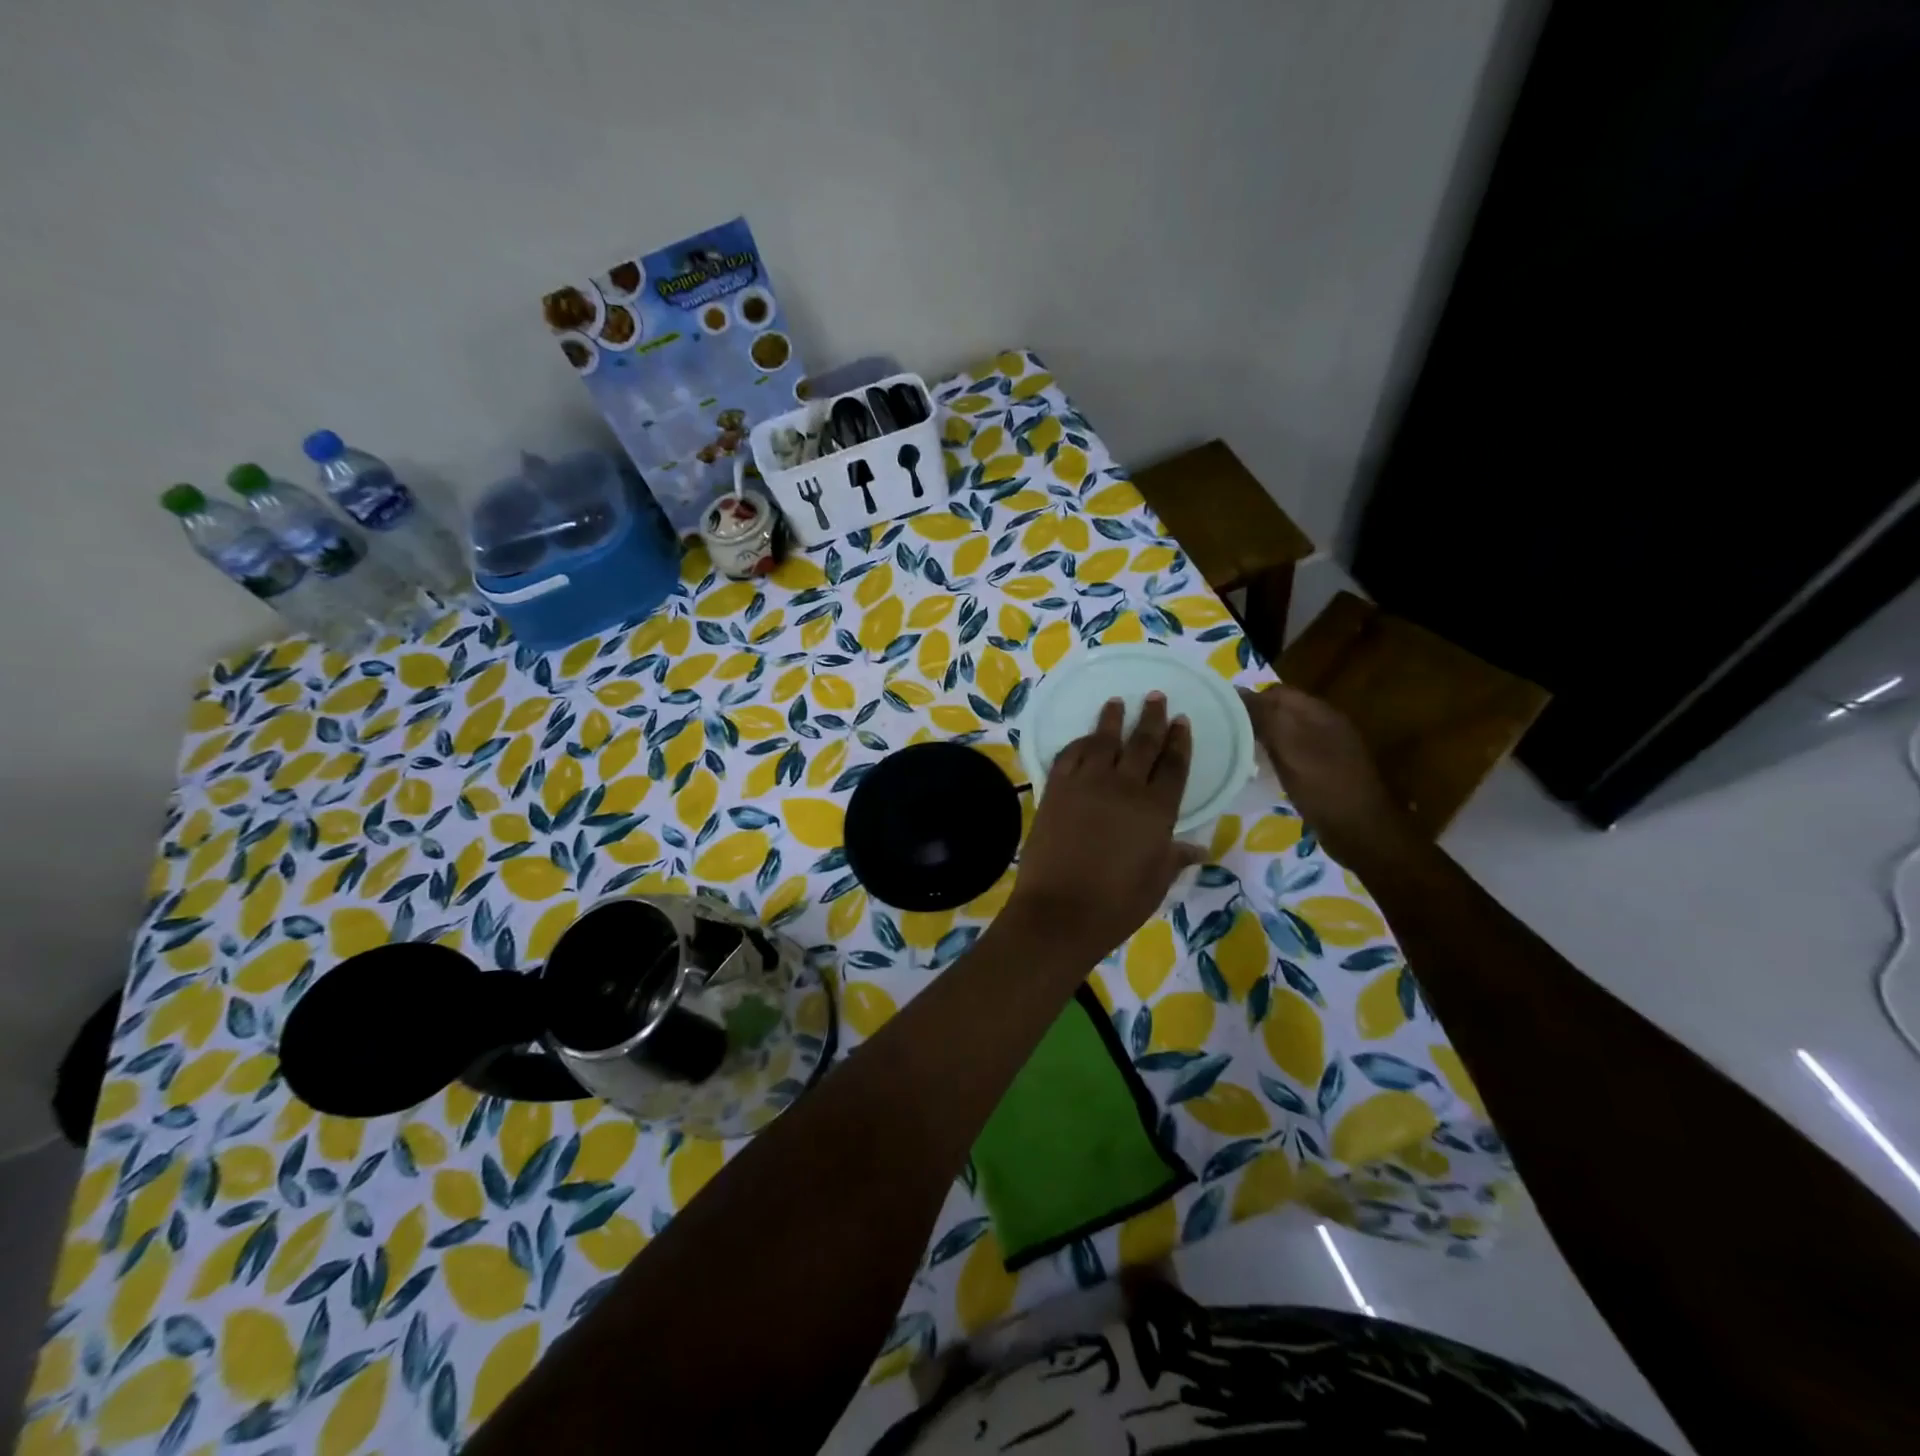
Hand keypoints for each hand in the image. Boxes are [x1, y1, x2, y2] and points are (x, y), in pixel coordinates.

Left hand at [1006, 694, 1204, 961]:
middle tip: (1156, 696)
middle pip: (1142, 743)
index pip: (1173, 765)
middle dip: (1151, 718)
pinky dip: (1079, 743)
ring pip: (1103, 741)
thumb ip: (1175, 857)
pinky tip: (1084, 739)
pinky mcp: (1055, 789)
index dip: (1179, 741)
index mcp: (1157, 809)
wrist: (1059, 911)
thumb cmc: (1116, 904)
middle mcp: (1124, 787)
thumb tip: (1198, 849)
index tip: (1181, 721)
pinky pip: (1069, 755)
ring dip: (1112, 719)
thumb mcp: (1156, 882)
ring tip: (1117, 702)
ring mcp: (1086, 784)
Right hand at [1238, 684, 1417, 871]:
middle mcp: (1325, 724)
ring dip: (1263, 738)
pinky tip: (1261, 771)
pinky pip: (1293, 753)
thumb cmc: (1323, 786)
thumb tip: (1237, 694)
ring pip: (1287, 732)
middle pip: (1282, 711)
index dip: (1249, 700)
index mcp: (1319, 713)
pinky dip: (1274, 757)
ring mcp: (1328, 749)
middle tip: (1225, 735)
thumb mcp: (1289, 747)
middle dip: (1254, 718)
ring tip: (1237, 751)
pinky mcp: (1325, 771)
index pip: (1276, 692)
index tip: (1220, 715)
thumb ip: (1265, 717)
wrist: (1361, 832)